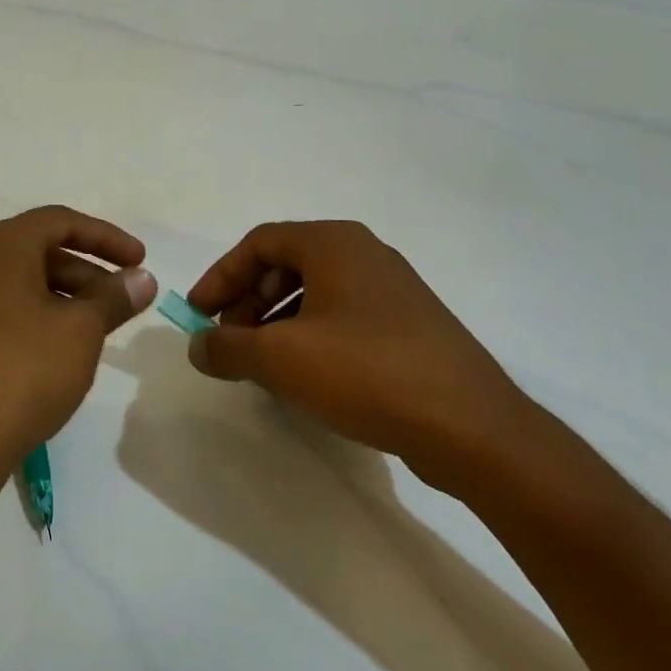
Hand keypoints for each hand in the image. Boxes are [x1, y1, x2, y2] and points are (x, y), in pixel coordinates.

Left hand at [0, 206, 156, 495]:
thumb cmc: (24, 371)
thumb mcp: (81, 330)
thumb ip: (114, 297)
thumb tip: (141, 278)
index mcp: (0, 247)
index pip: (59, 221)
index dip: (106, 237)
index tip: (140, 260)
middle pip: (41, 248)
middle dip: (89, 269)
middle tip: (125, 300)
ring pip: (25, 280)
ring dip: (68, 294)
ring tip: (102, 327)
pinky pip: (7, 306)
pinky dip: (42, 313)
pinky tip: (66, 347)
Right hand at [185, 221, 533, 491]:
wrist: (472, 427)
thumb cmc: (365, 372)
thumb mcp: (279, 359)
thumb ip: (227, 347)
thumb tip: (198, 346)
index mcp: (334, 243)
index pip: (258, 243)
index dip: (220, 276)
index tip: (198, 314)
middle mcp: (365, 254)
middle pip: (285, 264)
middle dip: (247, 301)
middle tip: (229, 341)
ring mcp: (393, 290)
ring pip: (314, 292)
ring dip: (275, 322)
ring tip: (261, 363)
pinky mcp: (411, 326)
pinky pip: (343, 317)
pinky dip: (310, 336)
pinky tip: (304, 377)